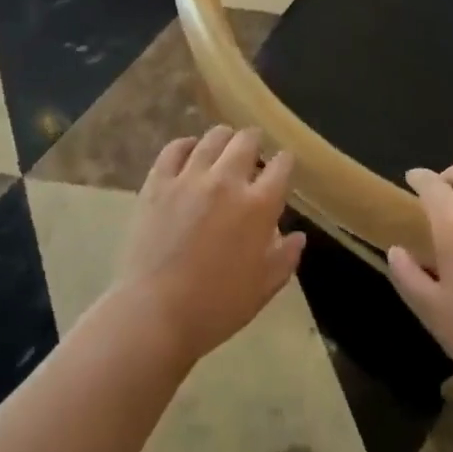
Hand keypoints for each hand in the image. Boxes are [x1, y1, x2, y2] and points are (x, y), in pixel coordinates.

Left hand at [113, 127, 304, 370]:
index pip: (281, 166)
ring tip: (224, 147)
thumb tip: (297, 235)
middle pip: (247, 140)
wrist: (155, 313)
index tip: (283, 166)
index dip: (285, 162)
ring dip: (224, 139)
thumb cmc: (216, 307)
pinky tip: (190, 152)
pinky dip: (186, 145)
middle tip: (253, 153)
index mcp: (259, 206)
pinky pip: (175, 148)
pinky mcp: (158, 182)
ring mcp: (189, 177)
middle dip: (255, 141)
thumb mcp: (263, 288)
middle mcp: (227, 181)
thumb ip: (285, 257)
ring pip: (213, 138)